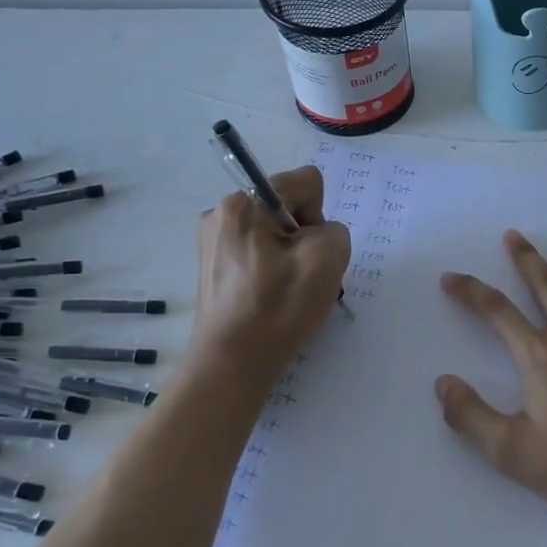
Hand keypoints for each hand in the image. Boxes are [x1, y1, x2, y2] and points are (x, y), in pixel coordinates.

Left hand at [194, 164, 350, 380]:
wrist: (231, 364)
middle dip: (303, 236)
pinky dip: (270, 269)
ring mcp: (212, 240)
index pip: (306, 183)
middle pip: (287, 207)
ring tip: (285, 291)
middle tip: (301, 276)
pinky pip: (256, 251)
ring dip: (289, 255)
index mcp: (244, 203)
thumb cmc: (278, 308)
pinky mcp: (211, 265)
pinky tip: (269, 297)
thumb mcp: (328, 259)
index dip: (319, 216)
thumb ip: (334, 230)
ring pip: (274, 232)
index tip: (309, 253)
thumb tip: (316, 237)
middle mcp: (221, 213)